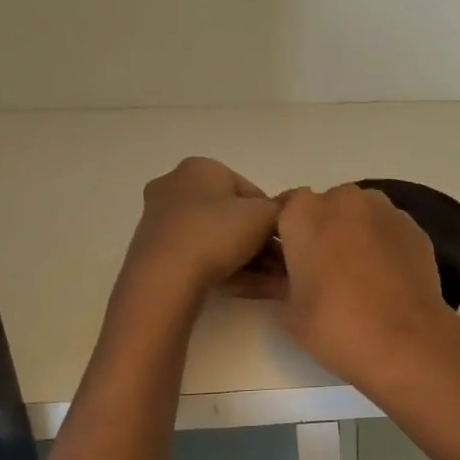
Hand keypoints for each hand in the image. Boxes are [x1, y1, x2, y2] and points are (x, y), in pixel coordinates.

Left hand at [118, 157, 280, 303]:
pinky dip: (233, 271)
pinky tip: (261, 290)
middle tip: (288, 264)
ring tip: (282, 283)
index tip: (288, 239)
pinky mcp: (159, 255)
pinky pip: (204, 259)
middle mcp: (177, 189)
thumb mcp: (264, 215)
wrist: (165, 278)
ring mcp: (164, 224)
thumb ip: (285, 207)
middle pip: (234, 218)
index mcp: (200, 169)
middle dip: (265, 244)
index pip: (250, 191)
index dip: (274, 216)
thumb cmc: (217, 232)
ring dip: (255, 262)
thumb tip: (300, 199)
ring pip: (220, 242)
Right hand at [273, 184, 458, 391]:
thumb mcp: (288, 311)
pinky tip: (387, 277)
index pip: (283, 209)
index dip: (285, 234)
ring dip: (355, 233)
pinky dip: (384, 243)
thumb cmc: (336, 325)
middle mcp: (345, 199)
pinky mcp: (415, 227)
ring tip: (358, 274)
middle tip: (323, 270)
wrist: (406, 340)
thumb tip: (278, 277)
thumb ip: (277, 282)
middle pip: (326, 206)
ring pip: (360, 214)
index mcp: (304, 212)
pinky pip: (388, 229)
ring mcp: (386, 210)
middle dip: (323, 230)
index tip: (286, 260)